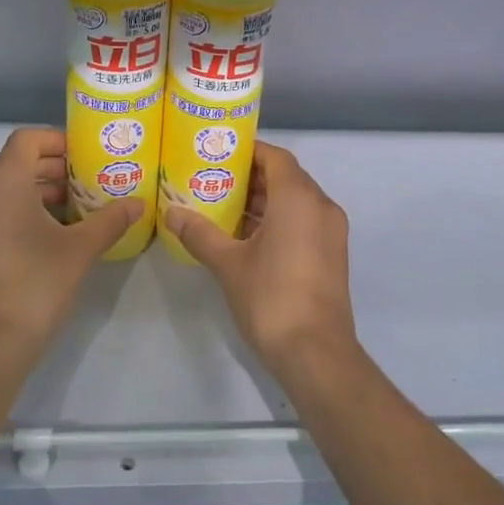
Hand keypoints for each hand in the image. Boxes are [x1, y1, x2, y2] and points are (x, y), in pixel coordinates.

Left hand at [0, 128, 140, 363]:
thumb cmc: (36, 283)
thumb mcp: (81, 248)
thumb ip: (111, 219)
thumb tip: (139, 203)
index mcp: (1, 182)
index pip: (28, 139)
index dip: (59, 140)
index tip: (88, 154)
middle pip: (18, 162)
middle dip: (56, 167)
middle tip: (92, 178)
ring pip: (8, 189)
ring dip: (43, 191)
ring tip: (81, 207)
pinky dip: (26, 211)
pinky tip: (58, 233)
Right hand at [163, 143, 356, 368]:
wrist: (317, 354)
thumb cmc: (271, 298)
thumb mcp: (228, 264)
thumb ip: (200, 233)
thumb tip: (171, 212)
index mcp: (299, 198)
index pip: (275, 157)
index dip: (248, 151)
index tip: (219, 154)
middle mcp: (321, 206)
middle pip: (286, 177)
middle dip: (251, 177)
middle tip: (213, 179)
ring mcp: (331, 232)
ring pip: (296, 201)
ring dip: (264, 200)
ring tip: (223, 206)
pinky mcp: (332, 254)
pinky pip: (304, 221)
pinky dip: (278, 219)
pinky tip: (246, 236)